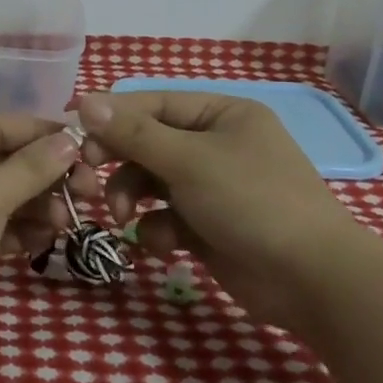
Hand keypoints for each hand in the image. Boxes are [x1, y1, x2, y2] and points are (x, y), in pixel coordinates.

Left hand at [0, 114, 96, 336]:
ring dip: (34, 206)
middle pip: (3, 161)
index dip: (44, 134)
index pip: (2, 126)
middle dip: (45, 177)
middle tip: (87, 192)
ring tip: (66, 222)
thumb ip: (33, 166)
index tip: (85, 145)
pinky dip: (15, 230)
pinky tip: (44, 240)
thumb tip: (68, 139)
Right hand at [74, 91, 380, 334]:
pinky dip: (157, 230)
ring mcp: (213, 188)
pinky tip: (163, 246)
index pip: (152, 104)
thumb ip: (133, 133)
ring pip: (151, 183)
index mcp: (221, 115)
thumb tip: (84, 100)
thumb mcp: (187, 160)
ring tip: (121, 218)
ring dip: (130, 199)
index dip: (110, 116)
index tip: (71, 130)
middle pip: (147, 144)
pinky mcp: (209, 227)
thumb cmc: (251, 201)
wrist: (312, 281)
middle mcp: (216, 145)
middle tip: (88, 179)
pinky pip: (166, 217)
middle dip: (118, 164)